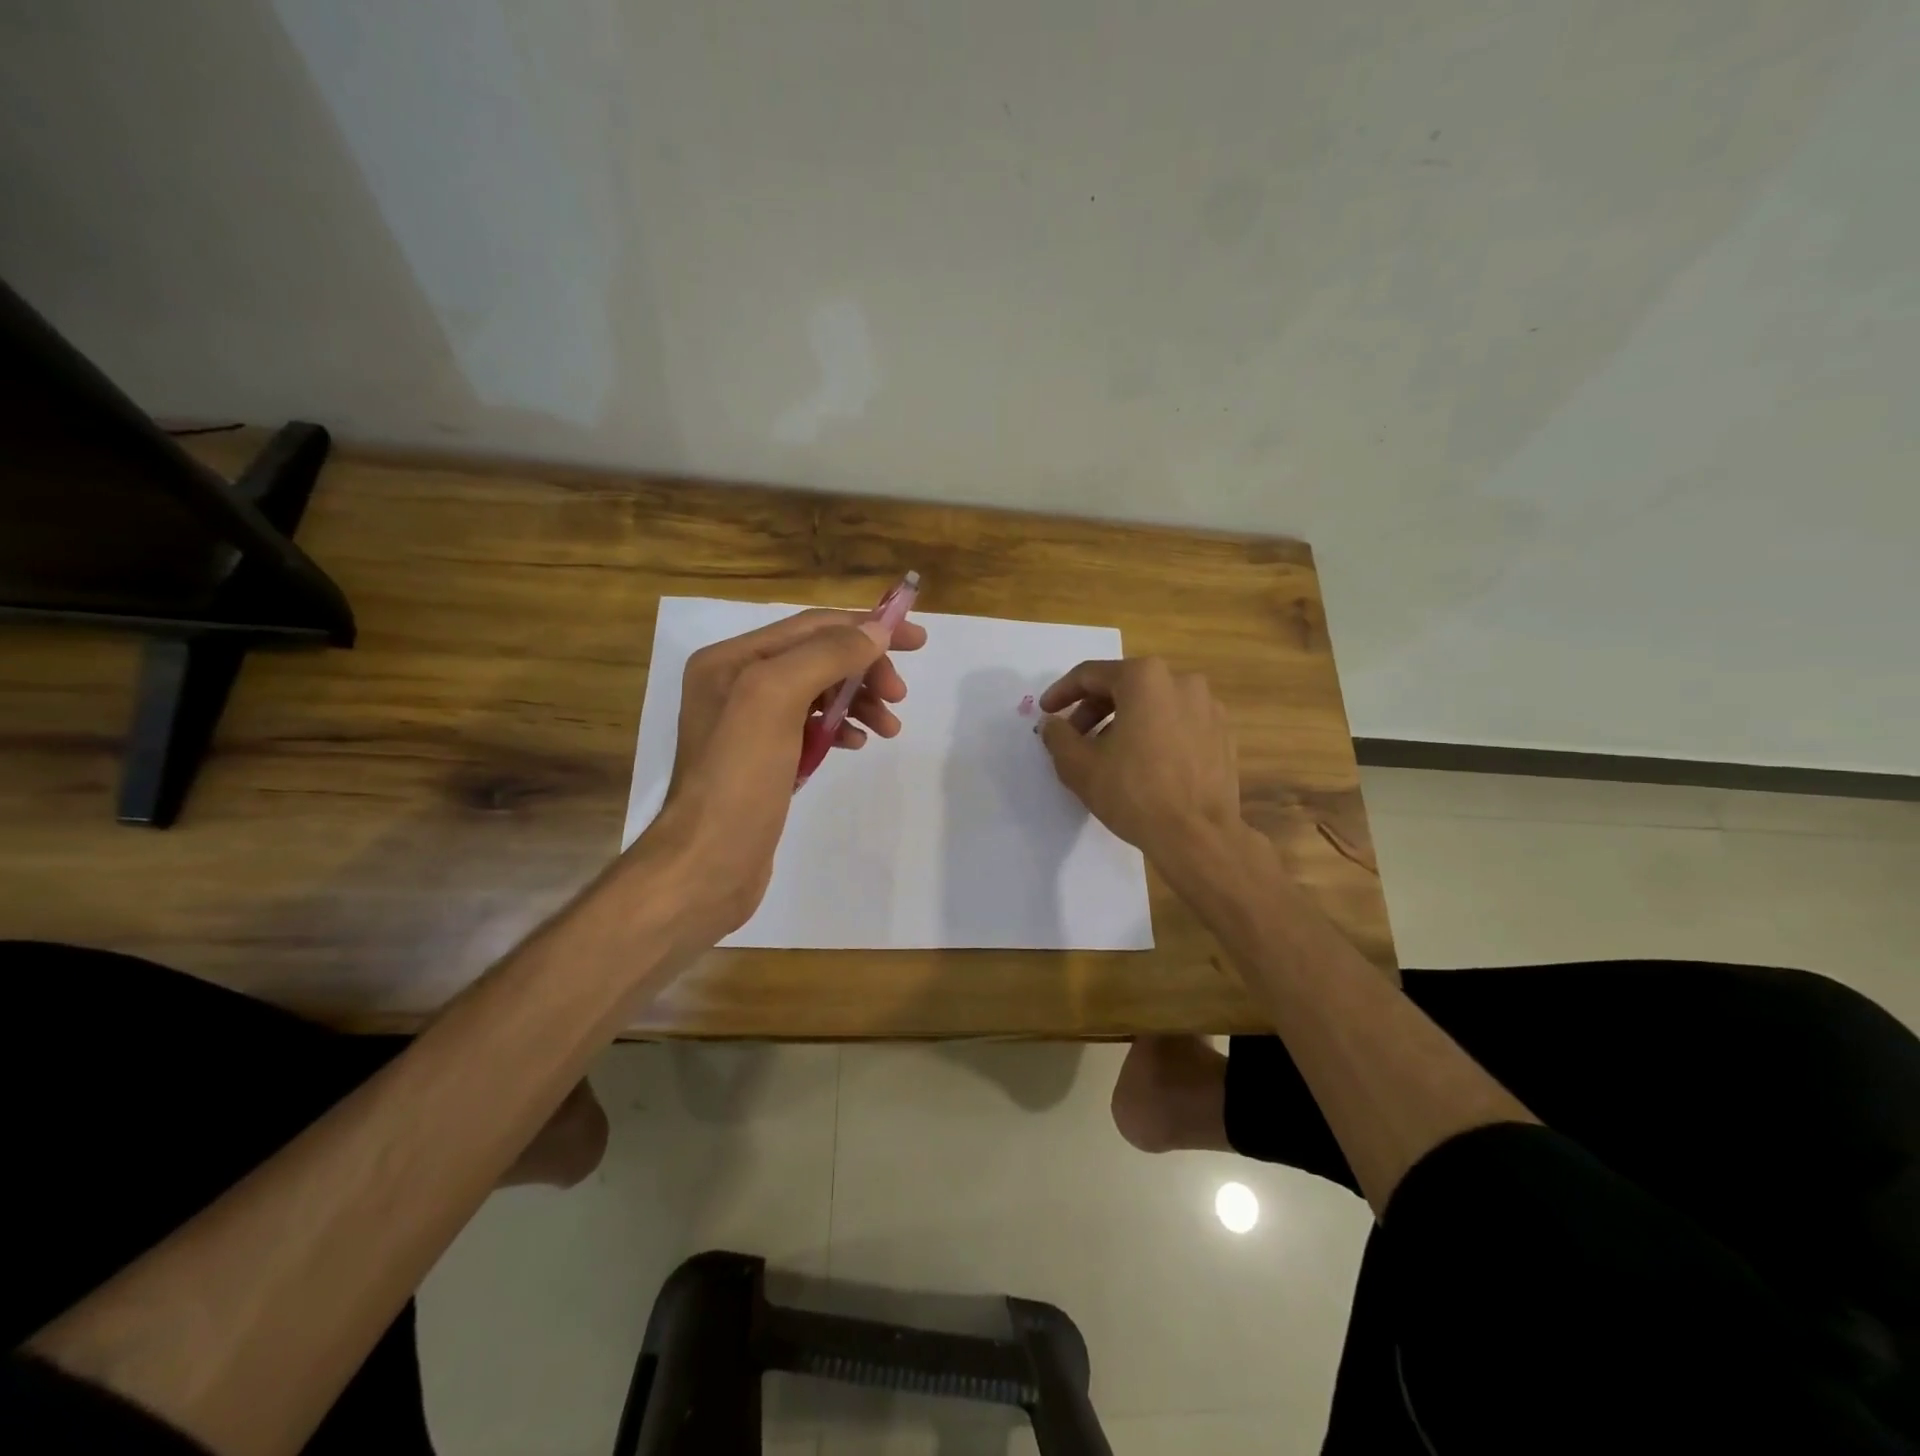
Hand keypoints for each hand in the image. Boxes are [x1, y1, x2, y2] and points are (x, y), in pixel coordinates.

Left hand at [636, 607, 926, 948]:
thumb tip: (875, 631)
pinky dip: (841, 728)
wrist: (708, 864)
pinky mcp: (764, 759)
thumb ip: (825, 656)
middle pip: (818, 657)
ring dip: (859, 701)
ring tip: (890, 727)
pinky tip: (858, 743)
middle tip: (899, 696)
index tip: (917, 640)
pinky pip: (812, 727)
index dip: (867, 627)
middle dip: (865, 669)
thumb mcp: (775, 699)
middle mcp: (736, 683)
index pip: (812, 626)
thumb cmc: (739, 777)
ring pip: (820, 693)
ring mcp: (749, 723)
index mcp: (732, 659)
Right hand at [1038, 657, 1242, 866]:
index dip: (1062, 693)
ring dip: (1124, 721)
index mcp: (1144, 678)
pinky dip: (1155, 734)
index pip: (1090, 675)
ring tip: (1108, 754)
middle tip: (1074, 737)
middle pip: (1125, 686)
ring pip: (1153, 704)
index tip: (1046, 712)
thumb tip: (1052, 723)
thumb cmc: (1133, 793)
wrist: (1197, 836)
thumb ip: (1058, 736)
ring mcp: (1208, 707)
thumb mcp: (1078, 765)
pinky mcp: (1222, 734)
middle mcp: (1181, 681)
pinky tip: (1143, 764)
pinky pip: (1178, 723)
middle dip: (1094, 709)